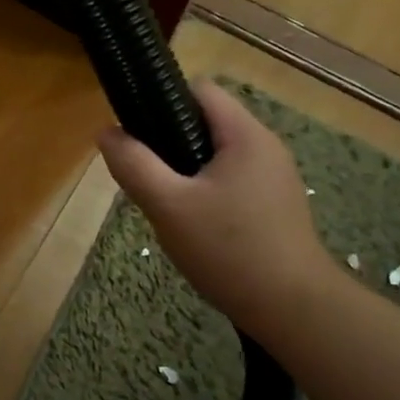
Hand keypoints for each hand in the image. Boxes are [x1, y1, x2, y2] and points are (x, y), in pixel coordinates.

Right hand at [98, 80, 333, 341]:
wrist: (293, 310)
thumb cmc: (229, 250)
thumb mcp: (168, 206)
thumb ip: (134, 165)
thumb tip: (106, 132)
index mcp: (245, 135)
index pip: (200, 90)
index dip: (163, 100)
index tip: (137, 133)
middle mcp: (265, 147)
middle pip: (207, 123)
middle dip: (170, 143)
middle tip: (147, 178)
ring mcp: (274, 177)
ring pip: (217, 156)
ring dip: (186, 172)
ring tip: (166, 205)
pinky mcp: (275, 206)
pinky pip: (232, 182)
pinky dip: (207, 192)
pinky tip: (194, 226)